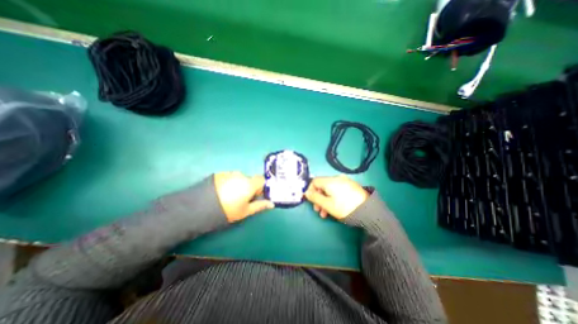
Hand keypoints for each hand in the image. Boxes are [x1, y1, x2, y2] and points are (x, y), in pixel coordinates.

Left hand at [214, 172, 274, 222]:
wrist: (200, 208)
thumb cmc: (228, 210)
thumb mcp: (245, 211)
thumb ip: (260, 205)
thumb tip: (272, 204)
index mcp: (249, 183)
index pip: (262, 180)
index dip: (261, 187)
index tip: (256, 195)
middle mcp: (241, 175)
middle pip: (250, 179)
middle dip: (249, 186)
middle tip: (242, 198)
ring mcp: (229, 173)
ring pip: (239, 178)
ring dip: (238, 184)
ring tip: (229, 196)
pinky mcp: (219, 174)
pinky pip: (229, 177)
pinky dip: (229, 182)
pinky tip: (221, 192)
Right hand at [304, 175, 367, 220]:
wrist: (368, 211)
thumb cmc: (344, 207)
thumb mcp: (327, 204)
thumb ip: (314, 197)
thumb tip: (306, 192)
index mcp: (330, 181)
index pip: (314, 181)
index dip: (310, 190)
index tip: (311, 201)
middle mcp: (337, 178)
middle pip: (322, 186)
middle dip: (318, 198)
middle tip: (318, 210)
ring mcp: (345, 182)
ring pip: (329, 189)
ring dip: (325, 200)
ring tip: (326, 213)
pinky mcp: (351, 186)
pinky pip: (337, 190)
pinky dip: (333, 197)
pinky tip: (334, 208)